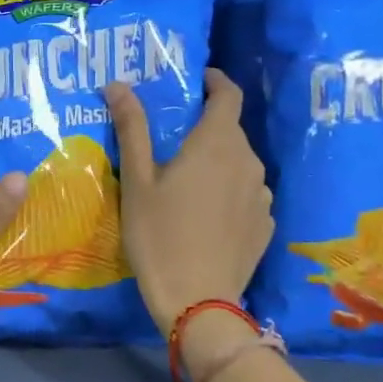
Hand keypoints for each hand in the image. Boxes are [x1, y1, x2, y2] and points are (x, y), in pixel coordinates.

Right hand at [108, 69, 273, 340]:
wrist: (197, 302)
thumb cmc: (159, 235)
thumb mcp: (137, 181)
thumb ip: (132, 128)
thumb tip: (117, 84)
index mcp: (217, 144)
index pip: (229, 94)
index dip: (215, 81)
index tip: (197, 79)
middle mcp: (248, 162)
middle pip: (231, 130)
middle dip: (206, 125)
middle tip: (172, 138)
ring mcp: (262, 195)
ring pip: (240, 162)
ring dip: (218, 160)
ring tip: (187, 179)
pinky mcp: (265, 224)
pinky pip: (247, 192)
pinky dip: (229, 189)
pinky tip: (205, 213)